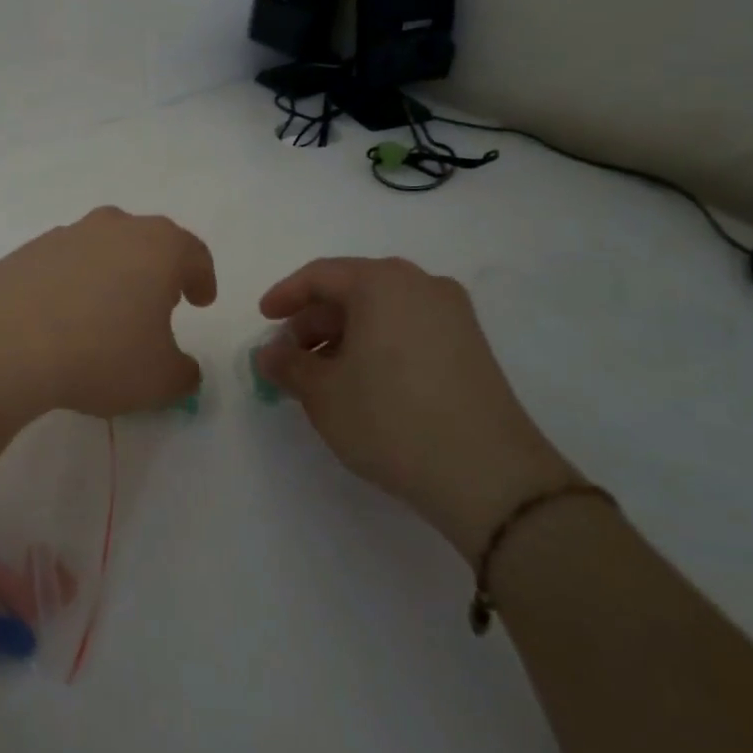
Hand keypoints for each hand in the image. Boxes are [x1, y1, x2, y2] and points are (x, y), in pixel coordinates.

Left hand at [0, 207, 217, 419]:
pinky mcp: (25, 252)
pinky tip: (61, 319)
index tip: (201, 301)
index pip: (193, 253)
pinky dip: (70, 285)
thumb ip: (183, 373)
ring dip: (110, 275)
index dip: (202, 278)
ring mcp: (64, 235)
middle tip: (157, 304)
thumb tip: (183, 370)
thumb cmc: (100, 354)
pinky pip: (61, 265)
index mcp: (157, 246)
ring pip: (101, 249)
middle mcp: (113, 228)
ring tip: (105, 315)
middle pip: (146, 242)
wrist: (4, 343)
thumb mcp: (159, 379)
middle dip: (156, 271)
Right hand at [255, 257, 578, 562]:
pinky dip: (377, 346)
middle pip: (353, 291)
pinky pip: (408, 330)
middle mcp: (421, 285)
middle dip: (314, 321)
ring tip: (322, 375)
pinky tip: (362, 382)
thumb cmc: (390, 418)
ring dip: (344, 336)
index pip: (320, 275)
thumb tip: (269, 354)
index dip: (285, 296)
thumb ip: (288, 366)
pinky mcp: (471, 347)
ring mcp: (453, 316)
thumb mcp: (322, 393)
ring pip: (382, 312)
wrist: (489, 476)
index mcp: (382, 282)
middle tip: (289, 356)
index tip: (263, 319)